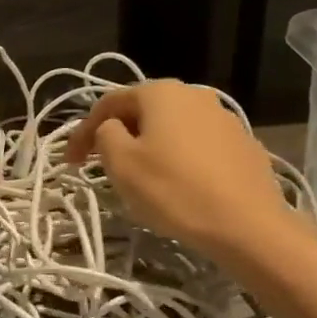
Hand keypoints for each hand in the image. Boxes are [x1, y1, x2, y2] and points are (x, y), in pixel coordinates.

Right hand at [65, 80, 287, 261]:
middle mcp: (194, 94)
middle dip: (118, 135)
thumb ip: (105, 135)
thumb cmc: (173, 190)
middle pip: (143, 111)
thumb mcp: (121, 163)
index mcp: (161, 92)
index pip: (109, 103)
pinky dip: (178, 159)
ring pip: (172, 128)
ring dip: (149, 146)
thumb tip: (111, 129)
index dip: (82, 131)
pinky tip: (177, 184)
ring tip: (139, 176)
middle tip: (101, 165)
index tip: (69, 162)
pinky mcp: (243, 145)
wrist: (247, 224)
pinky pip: (197, 146)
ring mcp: (224, 118)